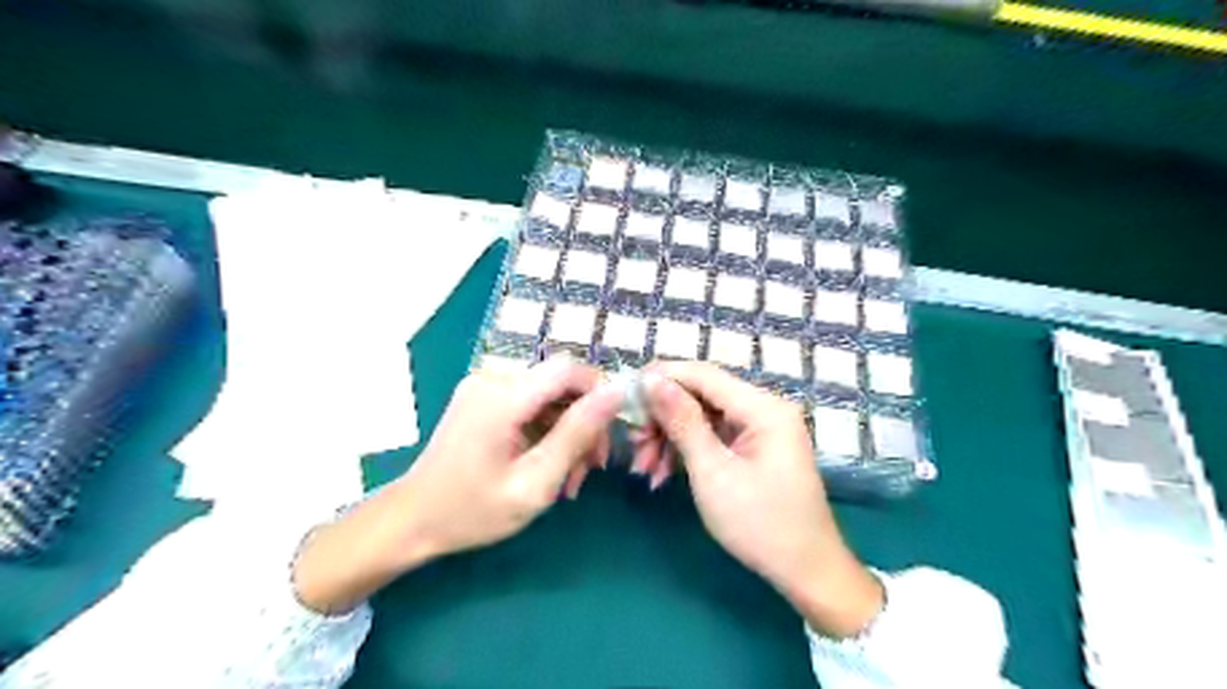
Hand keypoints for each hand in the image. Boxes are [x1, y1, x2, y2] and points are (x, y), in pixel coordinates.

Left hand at [292, 356, 625, 613]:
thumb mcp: (535, 482)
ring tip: (569, 477)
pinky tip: (548, 464)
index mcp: (504, 396)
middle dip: (583, 422)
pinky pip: (530, 403)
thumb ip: (577, 434)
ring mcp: (484, 386)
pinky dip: (547, 430)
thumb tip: (616, 392)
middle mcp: (493, 378)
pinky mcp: (482, 398)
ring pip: (549, 395)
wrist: (411, 521)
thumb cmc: (473, 511)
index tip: (610, 435)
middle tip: (590, 469)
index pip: (569, 368)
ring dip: (567, 431)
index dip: (598, 393)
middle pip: (561, 383)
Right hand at [633, 363, 881, 636]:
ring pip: (702, 416)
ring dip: (670, 437)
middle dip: (663, 417)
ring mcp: (760, 428)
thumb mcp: (713, 472)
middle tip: (634, 444)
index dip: (661, 377)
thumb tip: (651, 380)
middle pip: (701, 395)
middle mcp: (764, 408)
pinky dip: (687, 451)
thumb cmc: (760, 524)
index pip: (703, 374)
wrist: (806, 572)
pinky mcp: (754, 447)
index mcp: (763, 408)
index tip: (624, 394)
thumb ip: (682, 422)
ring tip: (644, 469)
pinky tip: (662, 474)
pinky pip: (712, 435)